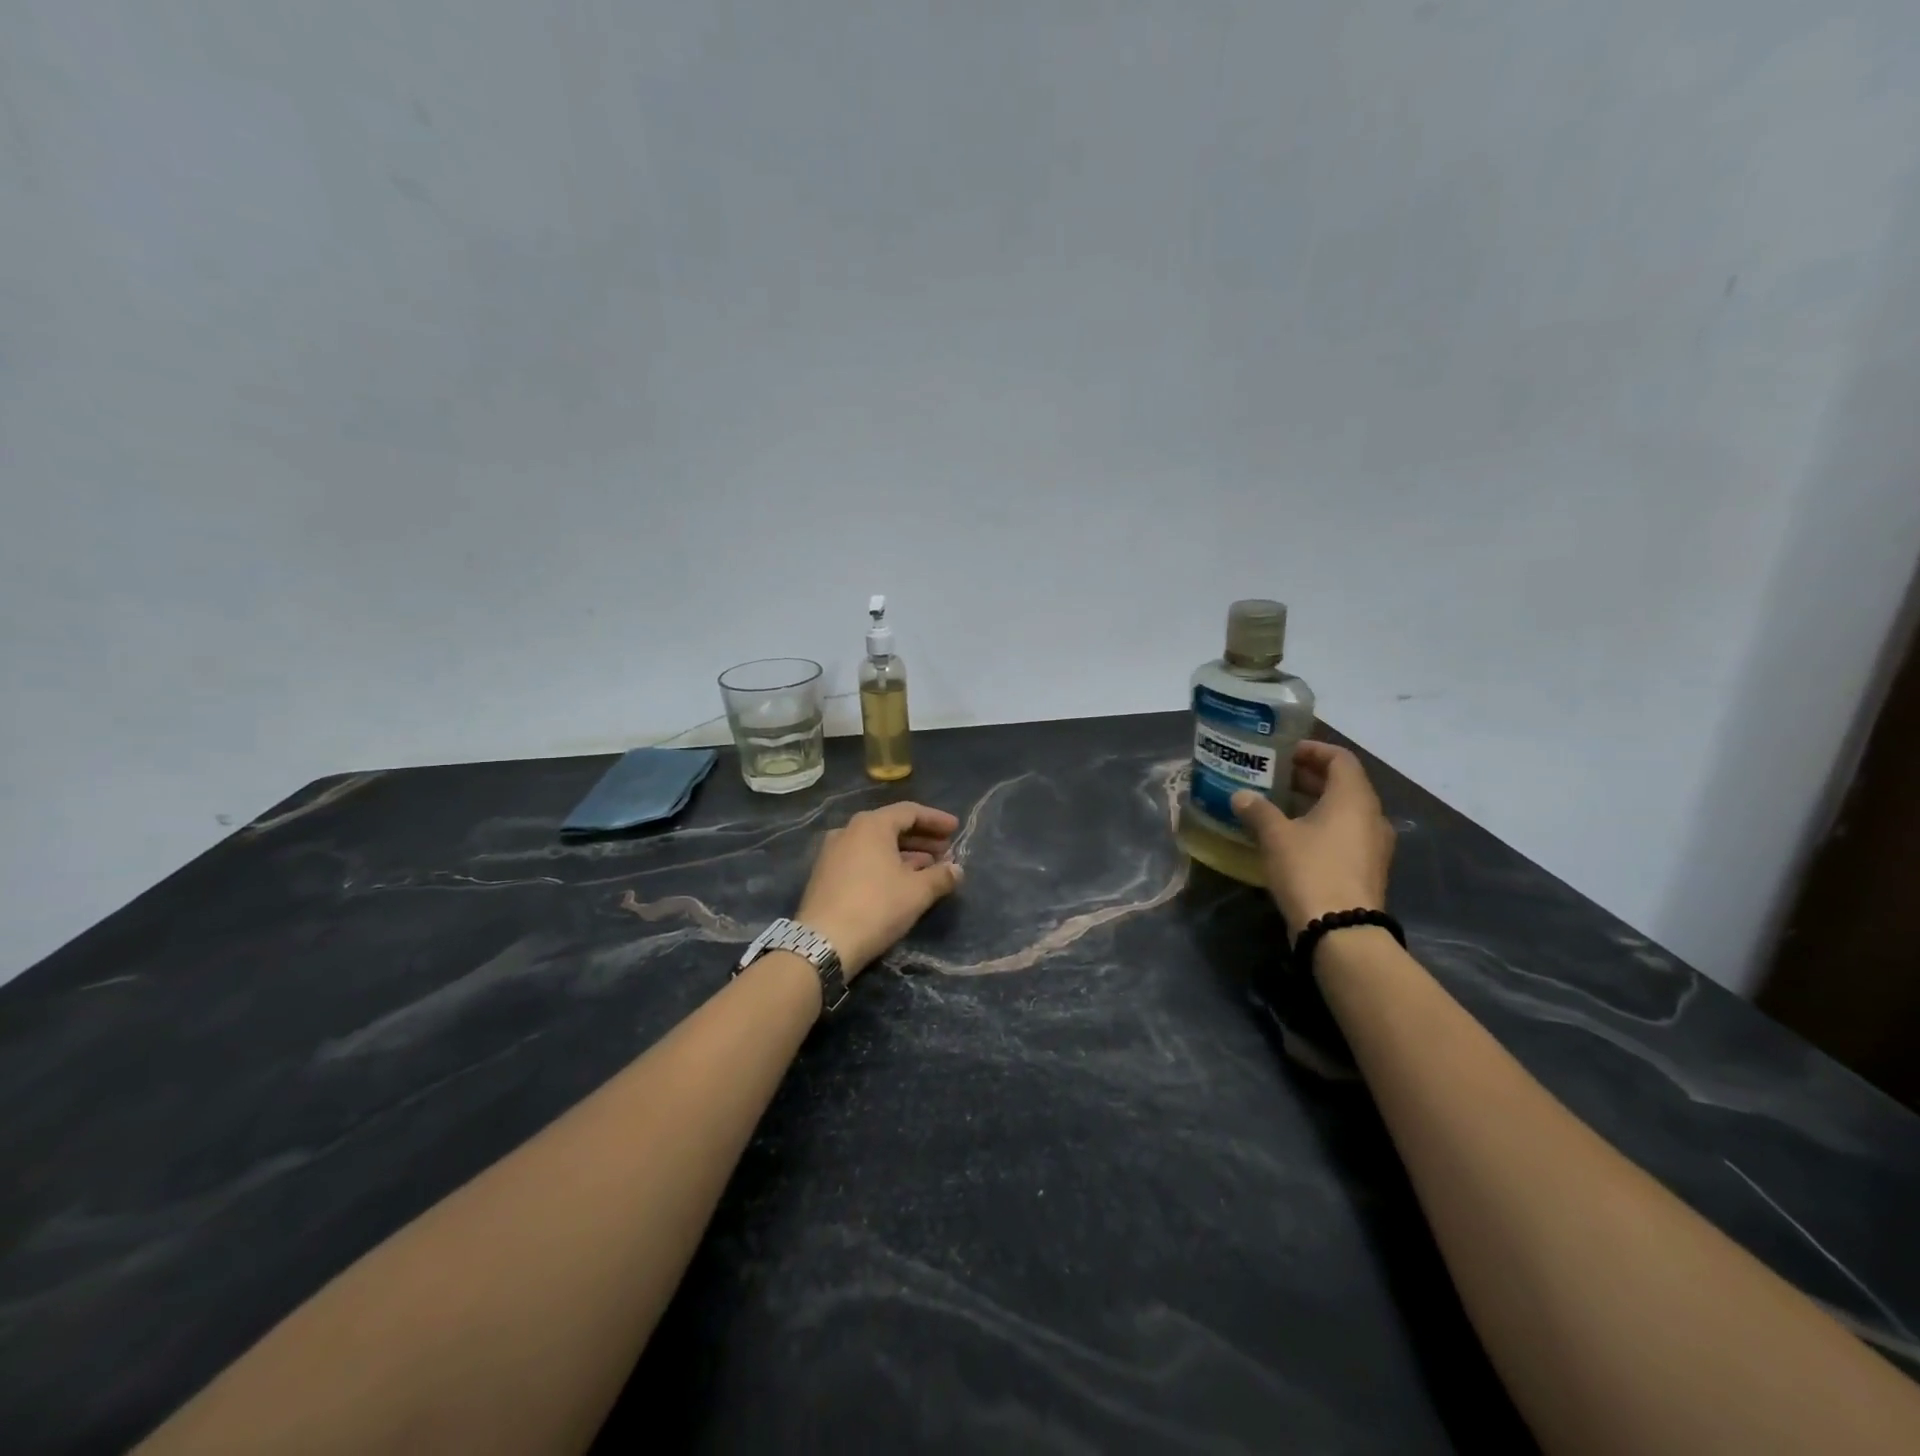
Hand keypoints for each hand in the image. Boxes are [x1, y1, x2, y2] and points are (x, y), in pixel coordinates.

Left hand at [796, 802, 962, 977]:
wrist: (823, 943)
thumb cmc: (876, 907)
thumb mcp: (917, 892)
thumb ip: (941, 876)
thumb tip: (957, 870)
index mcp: (871, 825)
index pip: (910, 812)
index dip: (936, 819)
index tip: (956, 829)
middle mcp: (849, 831)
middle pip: (891, 826)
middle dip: (921, 838)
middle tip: (946, 850)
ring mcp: (832, 852)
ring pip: (876, 845)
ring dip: (905, 853)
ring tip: (929, 867)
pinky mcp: (825, 874)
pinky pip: (862, 859)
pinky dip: (885, 864)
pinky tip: (902, 881)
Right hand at [1231, 742, 1395, 937]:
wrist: (1341, 930)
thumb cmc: (1310, 870)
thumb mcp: (1275, 836)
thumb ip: (1258, 810)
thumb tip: (1240, 796)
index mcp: (1354, 798)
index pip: (1340, 758)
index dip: (1313, 750)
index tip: (1285, 752)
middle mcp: (1371, 816)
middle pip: (1343, 784)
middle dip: (1308, 776)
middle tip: (1274, 776)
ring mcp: (1373, 845)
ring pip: (1344, 811)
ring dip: (1313, 803)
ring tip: (1278, 804)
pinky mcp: (1366, 869)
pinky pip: (1344, 834)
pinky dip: (1320, 826)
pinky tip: (1291, 837)